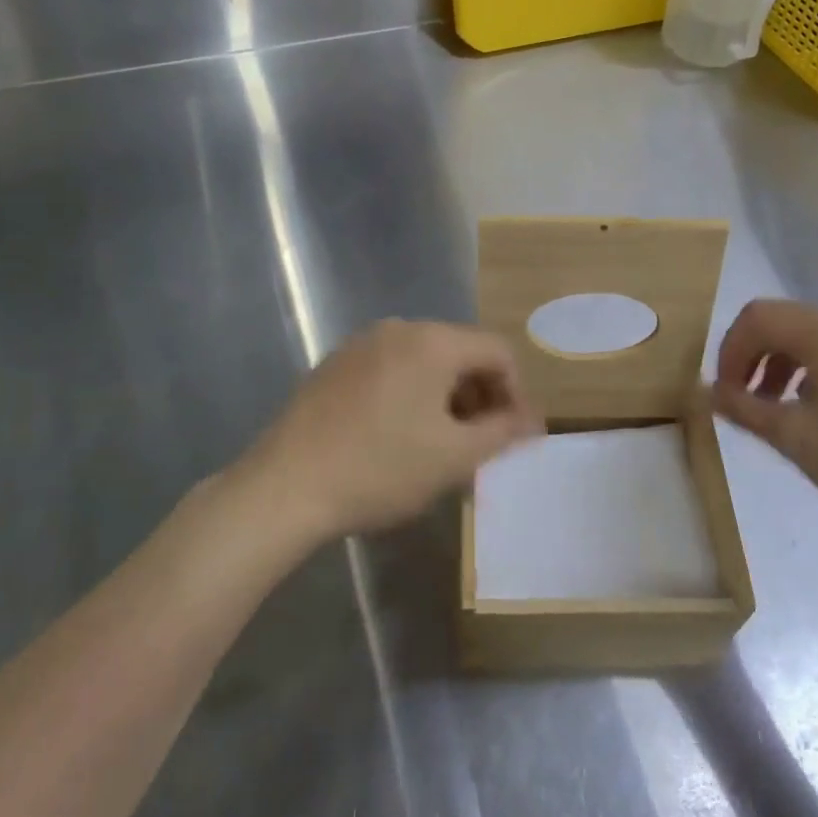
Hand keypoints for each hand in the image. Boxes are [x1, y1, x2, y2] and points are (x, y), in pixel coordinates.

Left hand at [245, 320, 541, 541]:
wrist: (284, 486)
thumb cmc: (380, 469)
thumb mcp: (453, 457)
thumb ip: (502, 432)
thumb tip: (533, 421)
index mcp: (433, 341)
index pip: (498, 351)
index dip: (516, 393)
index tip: (515, 437)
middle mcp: (399, 329)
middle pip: (461, 352)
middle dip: (481, 396)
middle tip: (481, 444)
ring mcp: (361, 344)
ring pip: (425, 362)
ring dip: (446, 398)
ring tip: (442, 445)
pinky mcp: (335, 365)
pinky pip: (391, 370)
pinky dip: (411, 396)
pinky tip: (399, 437)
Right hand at [711, 300, 817, 550]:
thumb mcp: (796, 438)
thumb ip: (744, 408)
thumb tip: (706, 392)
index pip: (757, 317)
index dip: (729, 351)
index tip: (725, 395)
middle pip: (783, 322)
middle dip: (751, 356)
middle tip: (742, 402)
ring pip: (811, 338)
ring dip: (779, 364)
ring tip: (773, 410)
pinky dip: (810, 372)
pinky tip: (813, 414)